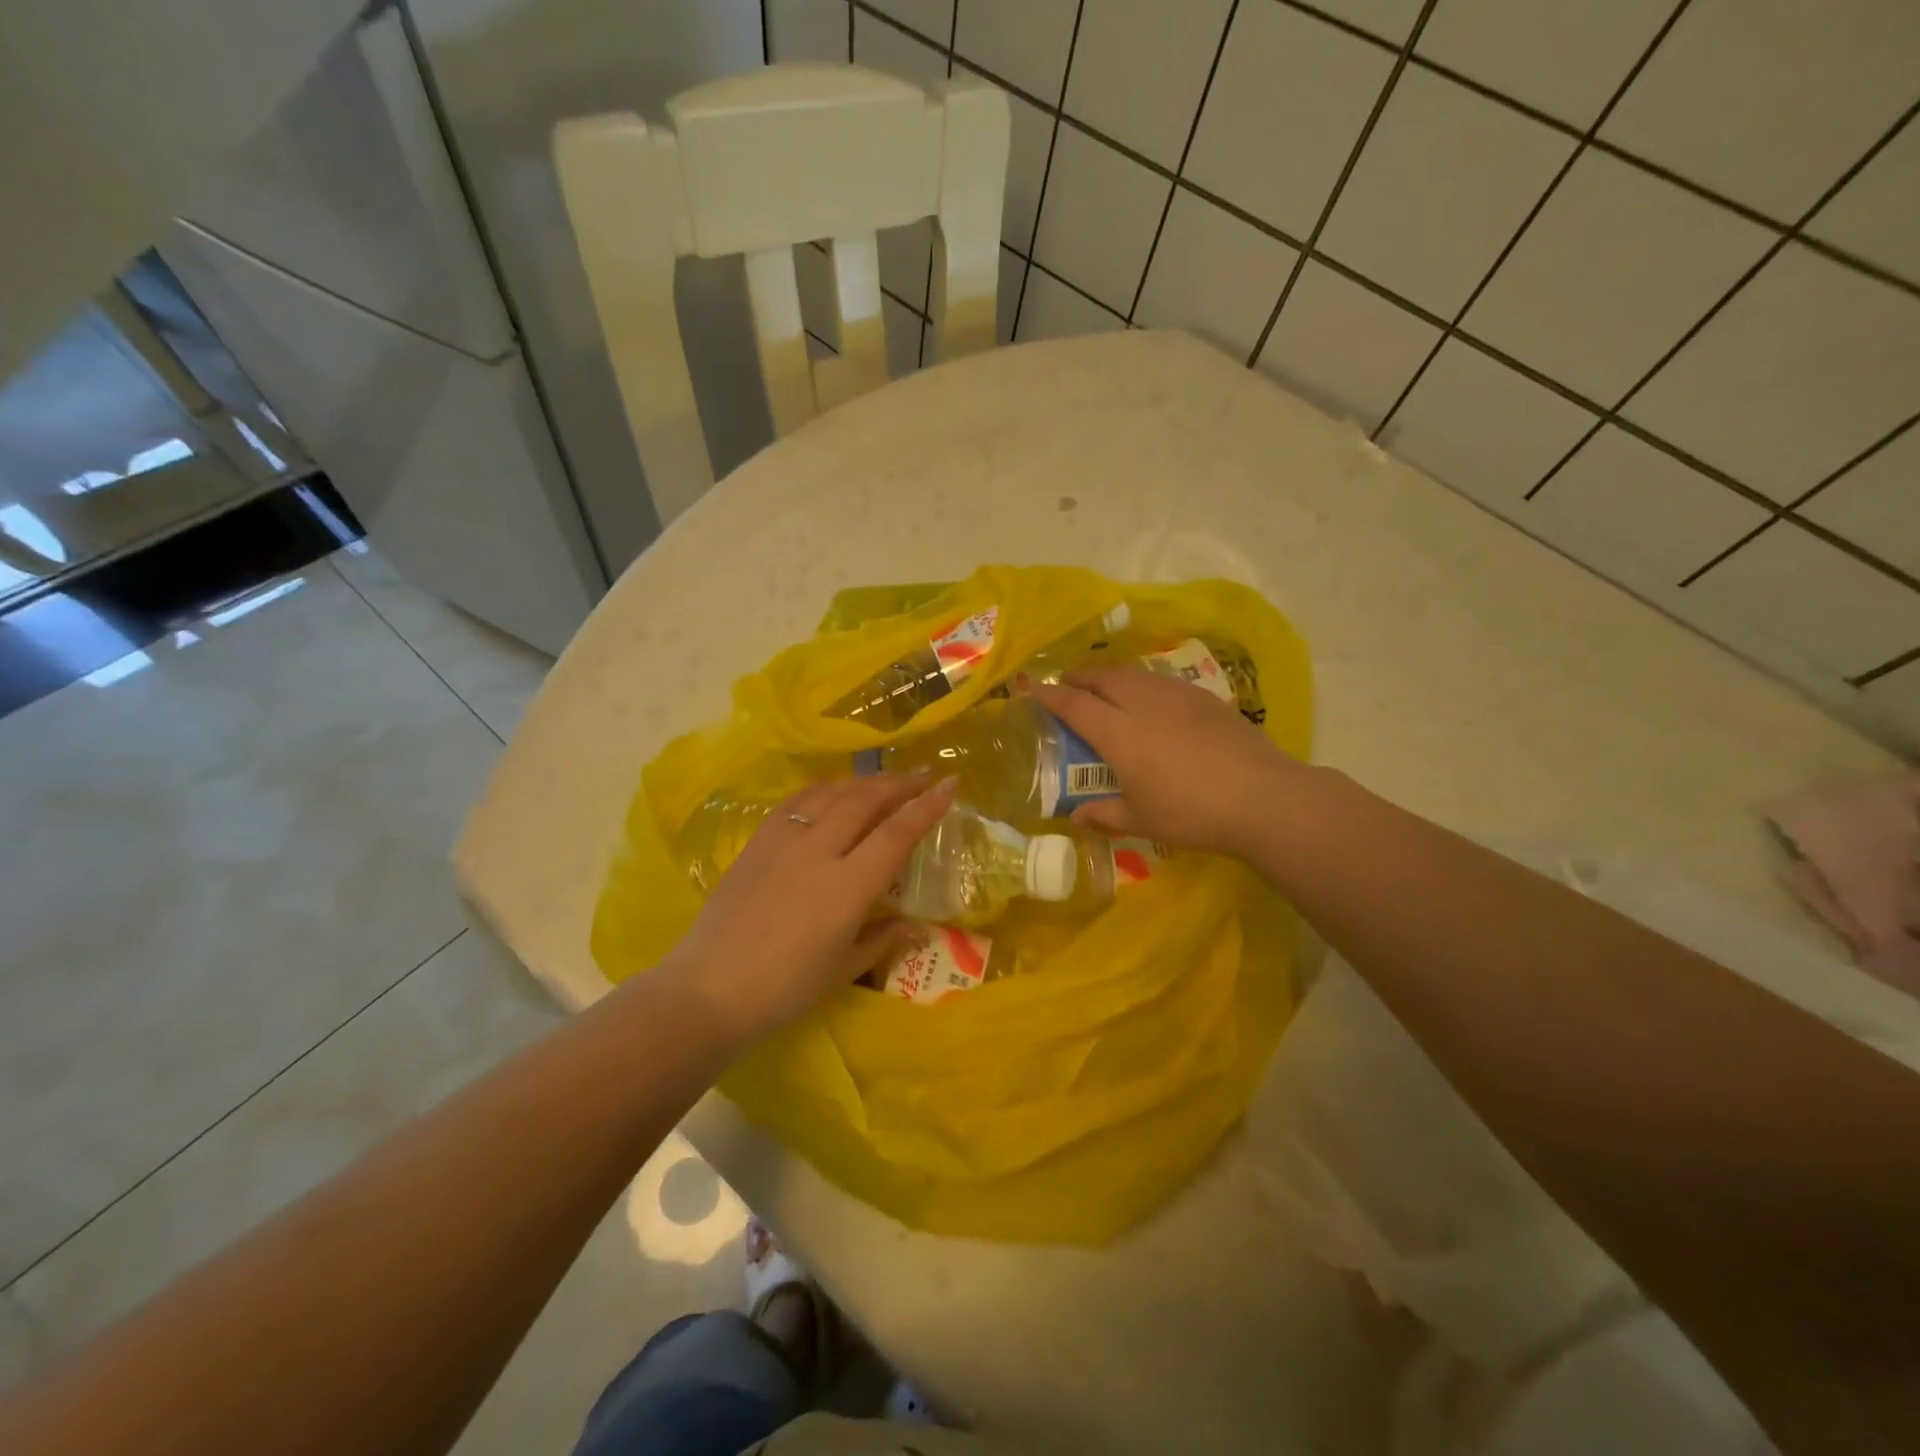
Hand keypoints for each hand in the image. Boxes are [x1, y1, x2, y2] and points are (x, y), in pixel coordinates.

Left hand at [660, 773, 957, 1048]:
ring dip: (863, 781)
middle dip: (899, 783)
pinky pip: (796, 802)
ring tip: (884, 779)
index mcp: (847, 887)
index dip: (926, 807)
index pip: (896, 834)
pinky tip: (831, 791)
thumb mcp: (843, 970)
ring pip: (831, 794)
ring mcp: (784, 842)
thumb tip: (916, 927)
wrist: (709, 989)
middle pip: (865, 801)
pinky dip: (823, 790)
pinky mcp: (757, 842)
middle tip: (924, 774)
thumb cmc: (785, 989)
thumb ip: (882, 939)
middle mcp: (819, 852)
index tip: (950, 784)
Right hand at [1031, 668, 1300, 856]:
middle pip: (1103, 677)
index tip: (1033, 690)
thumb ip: (1104, 815)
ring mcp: (1178, 697)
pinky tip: (1150, 698)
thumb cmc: (1192, 813)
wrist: (1263, 798)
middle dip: (1079, 676)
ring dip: (1111, 675)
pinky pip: (1161, 680)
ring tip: (1105, 686)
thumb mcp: (1141, 820)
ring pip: (1134, 674)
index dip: (1050, 695)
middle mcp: (1144, 704)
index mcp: (1120, 734)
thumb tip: (1075, 817)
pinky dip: (1142, 682)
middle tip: (1068, 684)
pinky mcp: (1206, 698)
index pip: (1075, 705)